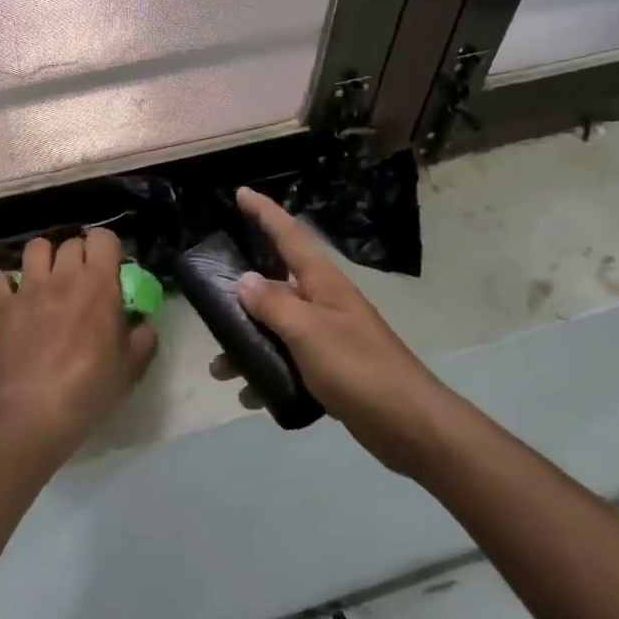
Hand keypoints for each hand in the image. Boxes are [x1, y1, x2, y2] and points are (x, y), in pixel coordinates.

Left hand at [0, 229, 156, 460]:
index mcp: (98, 284)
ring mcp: (28, 289)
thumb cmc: (91, 387)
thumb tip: (144, 324)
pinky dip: (3, 284)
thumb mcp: (131, 367)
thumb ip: (143, 339)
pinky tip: (11, 297)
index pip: (103, 238)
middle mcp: (63, 276)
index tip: (110, 268)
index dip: (107, 248)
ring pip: (34, 248)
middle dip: (78, 254)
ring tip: (47, 279)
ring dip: (43, 258)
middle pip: (70, 243)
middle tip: (82, 279)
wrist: (35, 412)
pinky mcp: (0, 307)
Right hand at [212, 188, 449, 473]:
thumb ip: (272, 304)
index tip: (240, 194)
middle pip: (275, 283)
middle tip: (209, 300)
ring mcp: (328, 336)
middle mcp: (323, 302)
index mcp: (322, 282)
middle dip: (241, 293)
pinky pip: (287, 361)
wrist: (409, 424)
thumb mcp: (308, 332)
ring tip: (220, 369)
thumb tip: (244, 280)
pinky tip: (250, 395)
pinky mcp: (330, 369)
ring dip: (247, 343)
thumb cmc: (357, 368)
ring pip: (276, 328)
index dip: (264, 212)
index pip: (289, 235)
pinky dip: (266, 374)